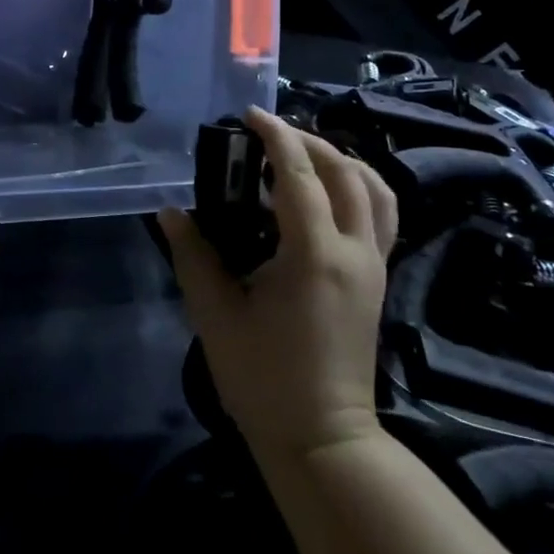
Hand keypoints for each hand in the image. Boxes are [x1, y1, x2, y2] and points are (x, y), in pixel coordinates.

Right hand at [160, 107, 397, 462]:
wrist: (322, 439)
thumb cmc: (263, 379)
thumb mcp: (216, 315)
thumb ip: (193, 256)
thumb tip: (171, 213)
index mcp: (313, 254)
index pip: (299, 174)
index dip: (274, 137)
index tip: (249, 115)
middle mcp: (354, 250)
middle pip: (344, 171)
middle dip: (307, 141)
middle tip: (268, 134)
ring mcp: (374, 265)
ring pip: (375, 189)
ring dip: (341, 160)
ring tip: (303, 155)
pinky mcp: (378, 280)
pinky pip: (382, 215)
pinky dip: (360, 187)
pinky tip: (329, 194)